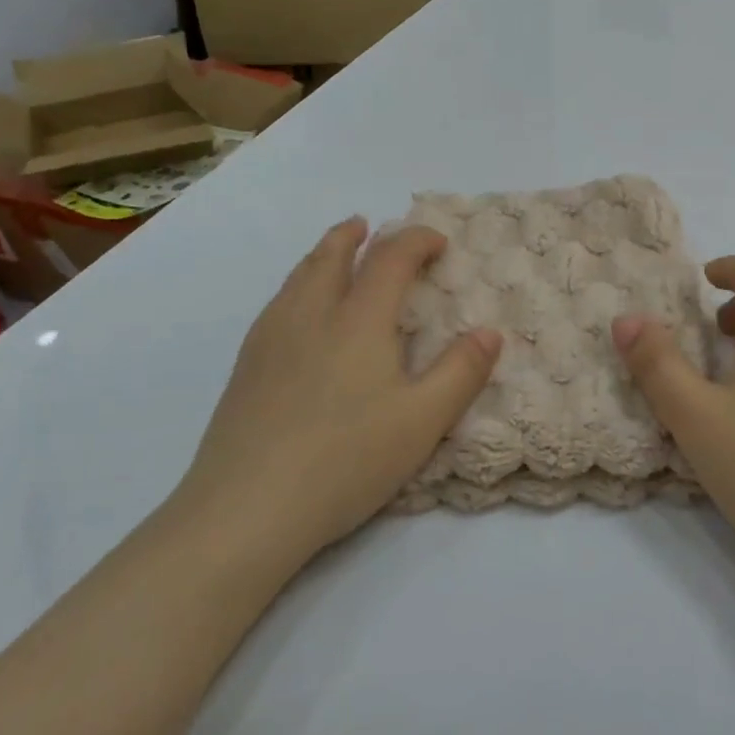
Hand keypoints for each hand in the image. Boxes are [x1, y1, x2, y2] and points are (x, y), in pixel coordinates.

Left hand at [175, 218, 501, 578]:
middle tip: (368, 225)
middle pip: (330, 256)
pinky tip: (297, 311)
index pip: (389, 259)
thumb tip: (490, 332)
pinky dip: (297, 286)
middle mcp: (311, 316)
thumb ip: (461, 372)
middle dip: (354, 236)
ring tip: (334, 252)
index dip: (416, 240)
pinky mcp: (245, 369)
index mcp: (358, 321)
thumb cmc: (347, 460)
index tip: (438, 242)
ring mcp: (270, 340)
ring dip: (321, 255)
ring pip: (297, 278)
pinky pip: (276, 304)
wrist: (246, 509)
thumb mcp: (423, 420)